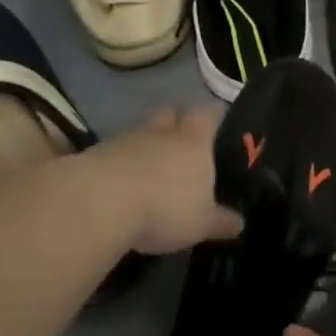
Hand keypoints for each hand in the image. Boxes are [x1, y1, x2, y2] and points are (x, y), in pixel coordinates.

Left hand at [95, 107, 243, 254]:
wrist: (100, 203)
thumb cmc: (165, 207)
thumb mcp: (202, 223)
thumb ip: (220, 221)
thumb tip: (239, 223)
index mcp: (194, 141)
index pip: (209, 113)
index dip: (215, 114)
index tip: (219, 120)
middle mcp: (162, 132)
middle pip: (171, 112)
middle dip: (177, 121)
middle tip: (183, 140)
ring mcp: (126, 140)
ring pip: (141, 132)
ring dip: (147, 144)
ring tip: (151, 168)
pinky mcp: (97, 154)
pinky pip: (116, 152)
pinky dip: (122, 162)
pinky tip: (124, 183)